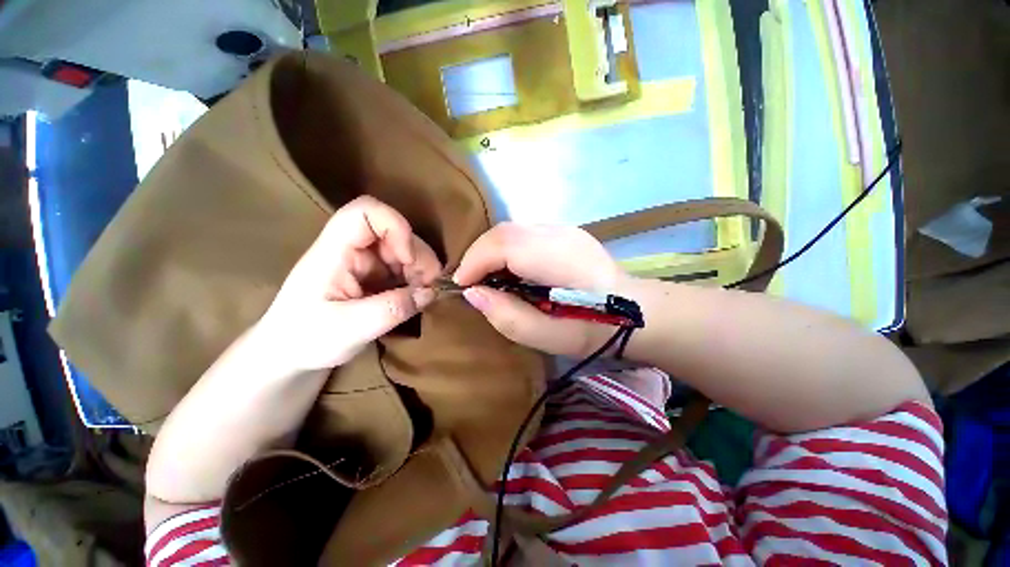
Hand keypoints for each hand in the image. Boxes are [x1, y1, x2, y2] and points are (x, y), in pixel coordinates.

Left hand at [258, 196, 442, 371]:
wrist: (288, 353)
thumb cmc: (306, 339)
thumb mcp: (349, 330)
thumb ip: (391, 309)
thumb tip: (430, 293)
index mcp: (335, 252)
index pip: (365, 212)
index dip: (395, 226)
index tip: (409, 260)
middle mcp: (351, 249)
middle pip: (393, 231)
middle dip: (418, 256)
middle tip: (429, 286)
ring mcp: (364, 261)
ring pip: (403, 248)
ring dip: (421, 268)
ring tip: (424, 293)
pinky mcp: (373, 275)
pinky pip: (403, 267)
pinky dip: (416, 279)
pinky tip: (417, 296)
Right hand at [453, 223, 626, 357]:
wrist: (639, 312)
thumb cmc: (596, 330)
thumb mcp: (550, 338)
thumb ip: (509, 317)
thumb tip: (473, 294)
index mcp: (559, 259)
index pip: (504, 244)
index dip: (474, 261)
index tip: (461, 285)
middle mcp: (560, 234)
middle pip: (504, 231)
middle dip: (478, 254)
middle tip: (470, 281)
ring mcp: (565, 229)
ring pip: (512, 229)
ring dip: (491, 250)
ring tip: (486, 276)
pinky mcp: (565, 232)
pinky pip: (523, 233)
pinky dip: (506, 248)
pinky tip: (509, 269)